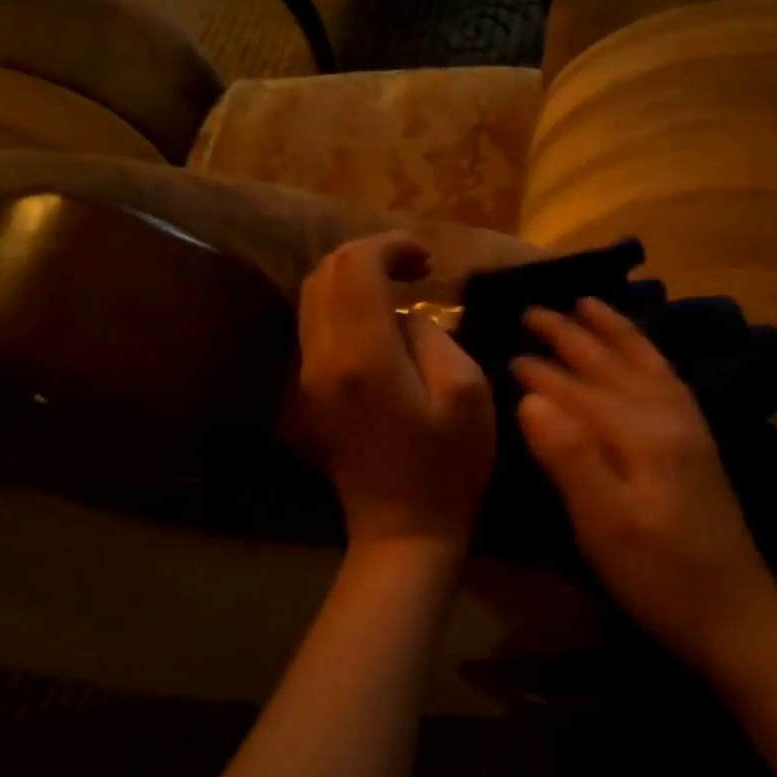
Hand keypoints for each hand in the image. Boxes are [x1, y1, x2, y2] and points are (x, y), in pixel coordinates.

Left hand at [298, 233, 495, 552]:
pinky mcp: (310, 392)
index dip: (391, 246)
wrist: (402, 530)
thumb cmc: (447, 467)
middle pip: (326, 273)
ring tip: (398, 287)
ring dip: (353, 278)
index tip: (427, 260)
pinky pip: (316, 325)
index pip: (356, 267)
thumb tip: (406, 316)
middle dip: (370, 255)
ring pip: (313, 296)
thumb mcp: (467, 393)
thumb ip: (432, 336)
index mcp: (363, 356)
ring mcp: (309, 376)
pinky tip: (379, 320)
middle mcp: (322, 357)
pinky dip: (343, 305)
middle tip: (415, 269)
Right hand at [513, 298, 776, 669]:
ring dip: (615, 331)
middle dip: (572, 336)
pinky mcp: (697, 444)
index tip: (507, 350)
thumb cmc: (659, 576)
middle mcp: (668, 417)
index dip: (540, 371)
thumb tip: (530, 397)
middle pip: (612, 365)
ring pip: (645, 364)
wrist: (735, 616)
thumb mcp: (604, 524)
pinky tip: (642, 354)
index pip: (579, 389)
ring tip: (590, 304)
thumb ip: (569, 455)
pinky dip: (649, 356)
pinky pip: (668, 380)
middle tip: (535, 310)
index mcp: (641, 433)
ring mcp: (688, 428)